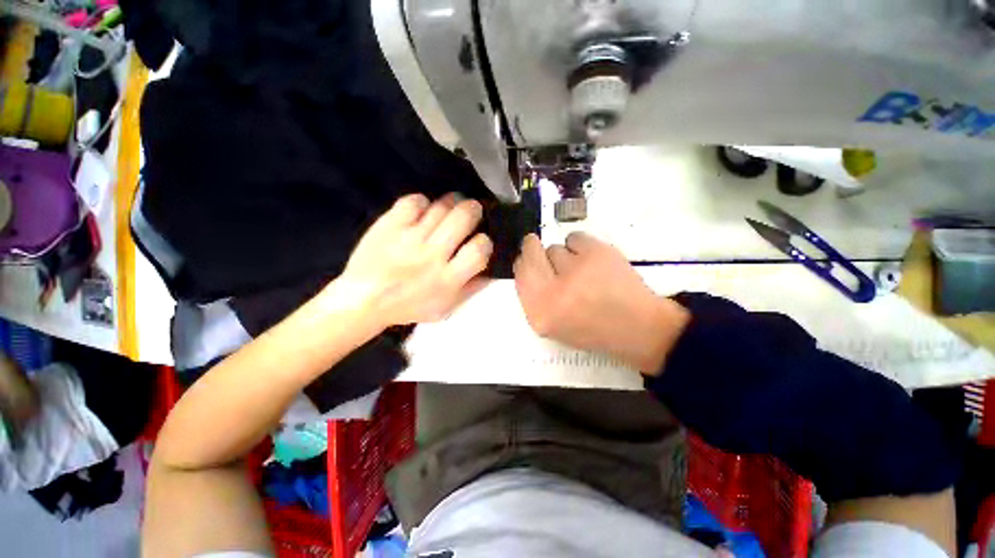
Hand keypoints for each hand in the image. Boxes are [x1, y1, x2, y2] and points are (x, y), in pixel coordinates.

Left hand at [335, 193, 491, 328]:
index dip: (485, 241)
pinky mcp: (390, 225)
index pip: (480, 249)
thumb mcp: (445, 308)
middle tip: (472, 211)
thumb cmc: (408, 307)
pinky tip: (423, 211)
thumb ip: (471, 289)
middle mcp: (432, 255)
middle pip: (463, 217)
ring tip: (452, 206)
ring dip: (452, 202)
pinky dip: (423, 202)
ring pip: (441, 206)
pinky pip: (414, 202)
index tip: (480, 241)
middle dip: (473, 210)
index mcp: (448, 278)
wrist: (364, 300)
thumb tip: (490, 271)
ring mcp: (410, 238)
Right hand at [513, 232, 688, 372]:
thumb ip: (534, 297)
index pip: (520, 273)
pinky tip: (592, 261)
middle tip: (545, 251)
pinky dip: (580, 246)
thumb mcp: (553, 325)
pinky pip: (574, 237)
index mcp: (540, 312)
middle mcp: (554, 291)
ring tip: (581, 271)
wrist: (638, 328)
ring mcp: (577, 270)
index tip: (529, 259)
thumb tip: (525, 264)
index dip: (524, 262)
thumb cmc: (592, 330)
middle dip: (534, 248)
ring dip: (563, 255)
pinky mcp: (597, 253)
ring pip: (555, 247)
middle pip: (531, 253)